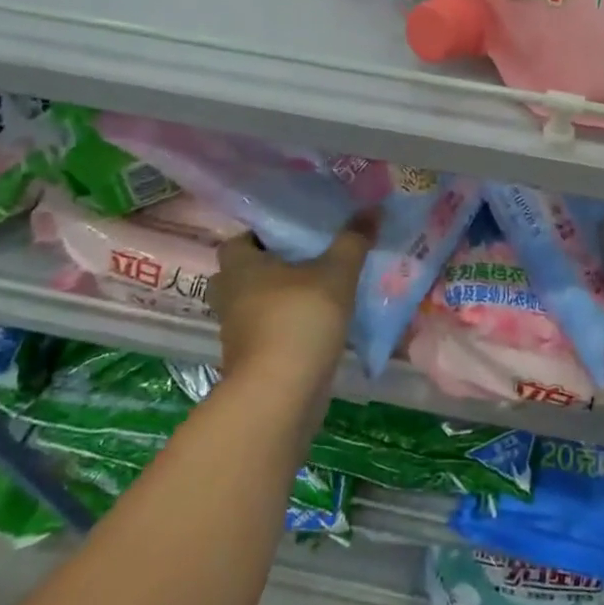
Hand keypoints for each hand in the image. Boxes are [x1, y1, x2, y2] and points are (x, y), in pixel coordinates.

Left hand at [209, 213, 375, 395]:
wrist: (280, 396)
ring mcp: (237, 333)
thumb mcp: (336, 274)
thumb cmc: (299, 320)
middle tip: (303, 262)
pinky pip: (266, 333)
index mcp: (240, 267)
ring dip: (277, 301)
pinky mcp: (251, 362)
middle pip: (241, 275)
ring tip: (317, 291)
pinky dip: (285, 328)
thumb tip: (372, 208)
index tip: (292, 235)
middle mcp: (230, 297)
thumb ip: (353, 240)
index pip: (238, 241)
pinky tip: (317, 325)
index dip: (260, 236)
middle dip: (267, 269)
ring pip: (254, 306)